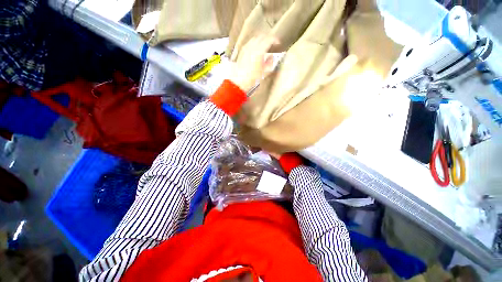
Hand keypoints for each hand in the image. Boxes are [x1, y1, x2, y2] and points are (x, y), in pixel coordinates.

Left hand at [229, 35, 278, 92]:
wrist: (239, 80)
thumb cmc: (252, 77)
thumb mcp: (264, 71)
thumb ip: (269, 62)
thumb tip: (271, 57)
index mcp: (260, 50)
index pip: (269, 39)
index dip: (274, 40)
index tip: (277, 43)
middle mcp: (252, 46)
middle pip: (261, 36)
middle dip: (268, 38)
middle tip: (272, 43)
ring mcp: (246, 48)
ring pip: (255, 38)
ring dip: (261, 40)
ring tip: (264, 45)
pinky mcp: (242, 51)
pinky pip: (249, 43)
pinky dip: (254, 43)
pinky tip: (255, 49)